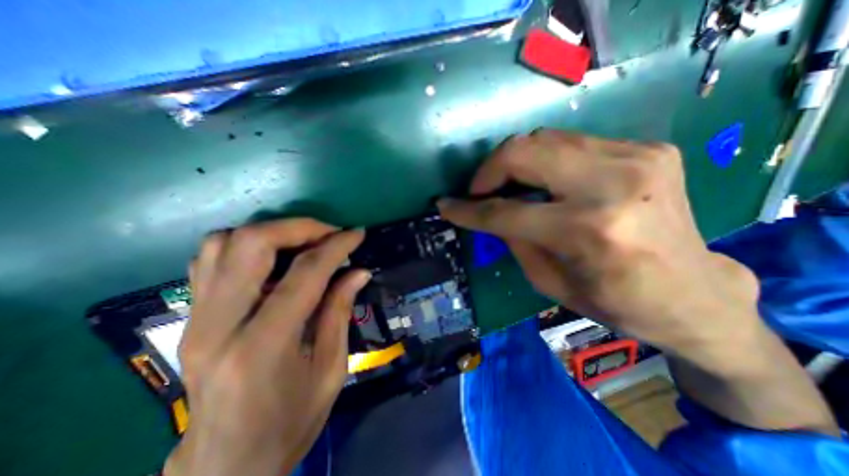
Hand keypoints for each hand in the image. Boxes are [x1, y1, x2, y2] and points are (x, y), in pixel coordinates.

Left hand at [163, 222, 367, 475]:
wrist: (224, 465)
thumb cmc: (289, 422)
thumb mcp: (330, 370)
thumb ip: (340, 312)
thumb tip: (359, 272)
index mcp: (263, 346)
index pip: (305, 273)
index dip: (336, 246)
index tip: (357, 234)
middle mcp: (219, 325)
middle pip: (251, 243)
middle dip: (299, 227)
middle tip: (329, 233)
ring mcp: (196, 319)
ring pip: (223, 243)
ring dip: (272, 232)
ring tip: (304, 242)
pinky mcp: (191, 317)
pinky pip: (210, 259)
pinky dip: (246, 245)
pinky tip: (274, 258)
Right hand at [438, 131, 755, 363]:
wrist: (695, 292)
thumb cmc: (616, 301)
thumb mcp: (548, 282)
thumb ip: (513, 239)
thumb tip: (488, 213)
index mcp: (587, 231)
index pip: (505, 211)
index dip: (467, 209)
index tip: (445, 206)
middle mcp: (612, 184)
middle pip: (523, 151)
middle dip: (489, 170)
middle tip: (480, 191)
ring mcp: (636, 157)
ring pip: (545, 138)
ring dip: (515, 161)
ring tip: (509, 185)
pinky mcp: (648, 148)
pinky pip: (572, 143)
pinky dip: (547, 160)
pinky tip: (548, 182)